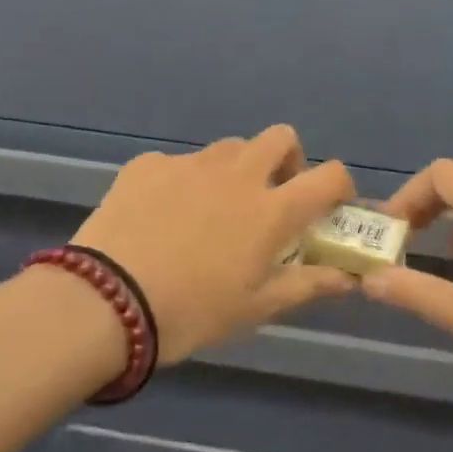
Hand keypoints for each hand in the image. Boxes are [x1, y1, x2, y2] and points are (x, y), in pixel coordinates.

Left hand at [74, 126, 358, 363]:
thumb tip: (347, 277)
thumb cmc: (191, 313)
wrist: (104, 303)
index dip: (340, 186)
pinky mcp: (149, 164)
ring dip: (237, 169)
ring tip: (214, 208)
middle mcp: (238, 174)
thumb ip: (307, 285)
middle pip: (281, 138)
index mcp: (271, 209)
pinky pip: (179, 163)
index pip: (329, 176)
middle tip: (272, 195)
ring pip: (230, 148)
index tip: (330, 206)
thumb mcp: (255, 308)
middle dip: (288, 159)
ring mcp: (191, 164)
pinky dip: (184, 182)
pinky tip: (162, 216)